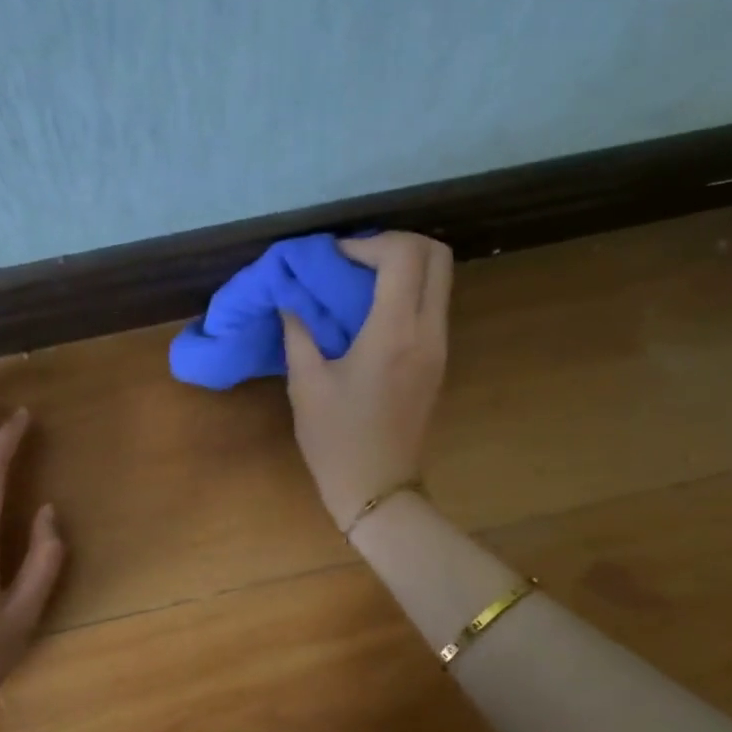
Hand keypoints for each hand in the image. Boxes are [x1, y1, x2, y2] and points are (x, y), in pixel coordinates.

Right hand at [281, 232, 452, 530]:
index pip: (404, 256)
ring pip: (441, 278)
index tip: (334, 257)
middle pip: (437, 255)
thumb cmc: (336, 440)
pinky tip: (370, 309)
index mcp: (394, 333)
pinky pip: (433, 304)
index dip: (368, 243)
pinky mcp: (439, 360)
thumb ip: (298, 333)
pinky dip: (408, 290)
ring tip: (359, 280)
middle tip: (354, 258)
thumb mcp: (306, 384)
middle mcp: (428, 332)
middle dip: (396, 243)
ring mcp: (440, 347)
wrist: (378, 488)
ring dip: (404, 266)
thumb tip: (290, 300)